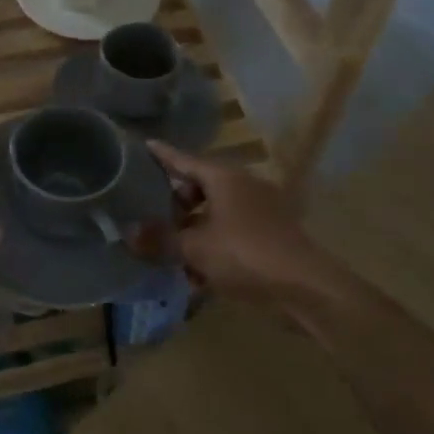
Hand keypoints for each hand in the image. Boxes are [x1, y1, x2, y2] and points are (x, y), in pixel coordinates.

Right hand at [145, 142, 334, 304]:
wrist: (306, 288)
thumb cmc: (245, 255)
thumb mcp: (194, 248)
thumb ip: (159, 239)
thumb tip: (127, 233)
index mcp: (225, 178)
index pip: (185, 159)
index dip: (162, 155)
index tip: (144, 146)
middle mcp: (244, 186)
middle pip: (201, 185)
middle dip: (177, 201)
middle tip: (154, 216)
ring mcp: (261, 210)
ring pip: (217, 211)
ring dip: (194, 228)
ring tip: (173, 250)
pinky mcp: (271, 235)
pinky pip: (233, 232)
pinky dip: (214, 244)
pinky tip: (200, 272)